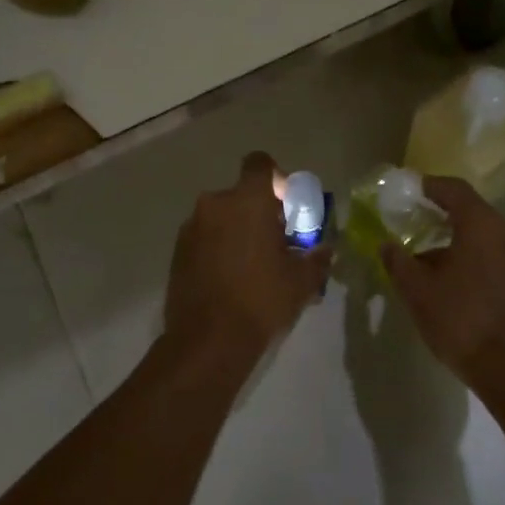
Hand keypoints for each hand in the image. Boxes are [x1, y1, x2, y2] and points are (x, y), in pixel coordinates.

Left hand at [163, 152, 331, 370]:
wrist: (207, 341)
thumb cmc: (261, 300)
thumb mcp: (301, 281)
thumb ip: (316, 258)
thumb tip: (327, 250)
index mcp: (247, 200)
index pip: (260, 164)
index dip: (277, 178)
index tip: (287, 206)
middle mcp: (215, 203)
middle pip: (242, 194)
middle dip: (260, 212)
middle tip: (276, 242)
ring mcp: (191, 227)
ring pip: (222, 216)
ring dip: (238, 230)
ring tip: (253, 265)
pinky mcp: (177, 250)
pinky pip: (205, 236)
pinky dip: (219, 247)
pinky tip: (230, 278)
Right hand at [380, 177, 504, 383]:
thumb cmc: (462, 322)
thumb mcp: (418, 292)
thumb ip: (398, 261)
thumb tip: (387, 245)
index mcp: (483, 225)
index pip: (454, 190)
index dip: (429, 186)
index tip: (409, 192)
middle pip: (472, 213)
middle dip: (441, 218)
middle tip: (415, 227)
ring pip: (486, 237)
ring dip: (459, 242)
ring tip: (430, 262)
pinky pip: (499, 256)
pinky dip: (476, 258)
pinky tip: (456, 282)